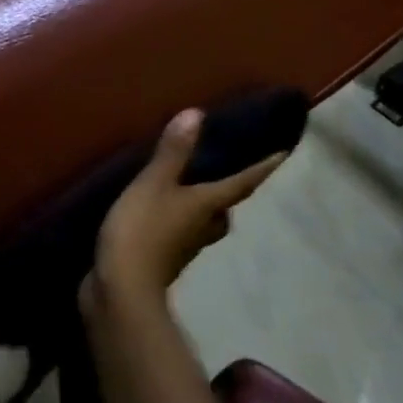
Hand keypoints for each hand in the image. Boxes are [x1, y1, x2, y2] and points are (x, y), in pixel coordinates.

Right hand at [88, 110, 288, 307]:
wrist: (121, 289)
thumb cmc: (142, 229)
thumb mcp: (154, 184)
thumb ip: (173, 152)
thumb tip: (197, 114)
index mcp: (206, 206)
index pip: (241, 184)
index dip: (261, 168)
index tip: (282, 155)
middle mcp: (202, 227)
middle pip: (224, 211)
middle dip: (227, 195)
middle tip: (225, 174)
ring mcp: (182, 247)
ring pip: (203, 225)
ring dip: (202, 209)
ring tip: (189, 189)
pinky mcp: (162, 259)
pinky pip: (178, 234)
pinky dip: (175, 221)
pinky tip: (159, 212)